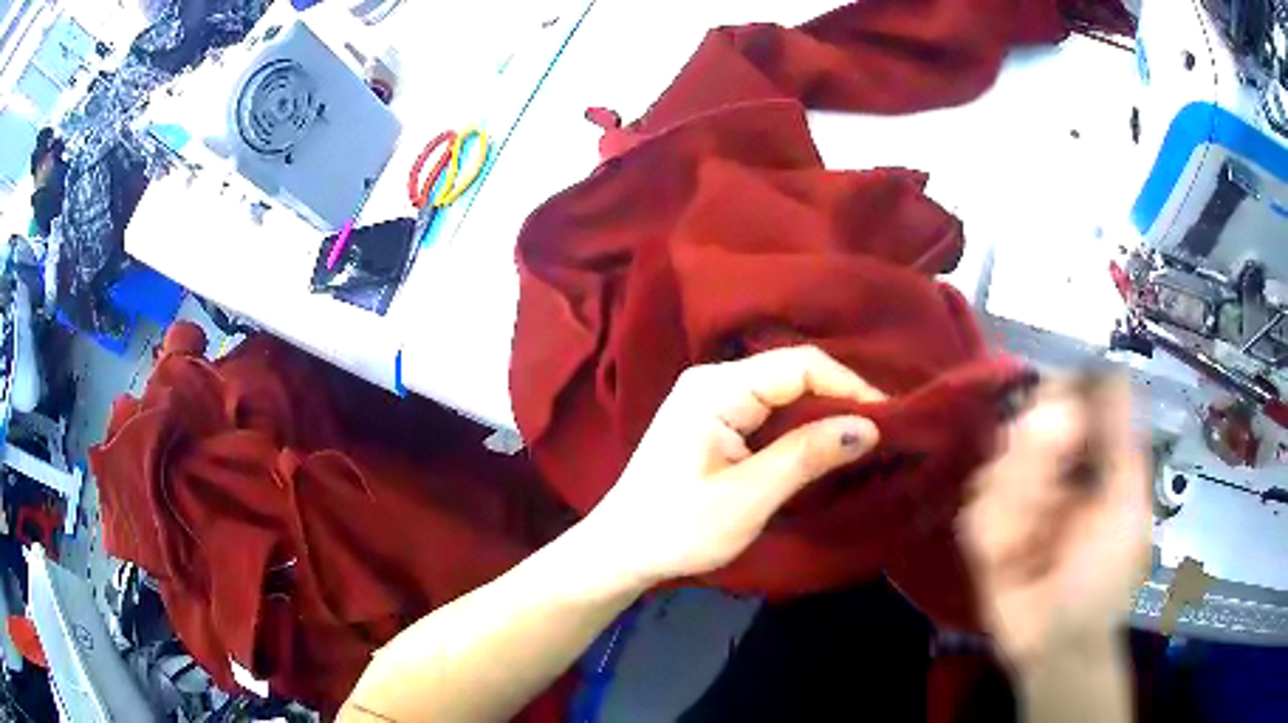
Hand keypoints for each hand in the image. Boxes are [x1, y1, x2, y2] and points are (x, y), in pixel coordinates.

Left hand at [581, 346, 884, 586]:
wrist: (622, 549)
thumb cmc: (678, 528)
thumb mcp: (748, 497)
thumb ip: (807, 456)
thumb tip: (868, 426)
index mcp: (717, 388)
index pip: (800, 365)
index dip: (849, 385)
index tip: (888, 418)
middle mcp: (713, 379)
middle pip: (793, 373)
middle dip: (839, 398)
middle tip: (882, 430)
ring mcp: (710, 398)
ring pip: (783, 391)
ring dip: (822, 413)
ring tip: (862, 438)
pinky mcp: (713, 419)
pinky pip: (768, 409)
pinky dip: (800, 425)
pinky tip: (823, 444)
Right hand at [960, 376, 1149, 667]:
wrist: (1060, 642)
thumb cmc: (1106, 575)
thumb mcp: (1126, 504)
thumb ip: (1120, 442)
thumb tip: (1114, 371)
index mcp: (1084, 461)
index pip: (1063, 405)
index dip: (1056, 396)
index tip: (1057, 399)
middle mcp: (1047, 474)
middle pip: (1022, 428)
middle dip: (1033, 455)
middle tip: (1050, 492)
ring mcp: (1013, 505)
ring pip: (996, 467)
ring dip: (1016, 500)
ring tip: (1034, 539)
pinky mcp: (984, 537)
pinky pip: (976, 512)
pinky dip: (993, 527)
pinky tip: (1010, 554)